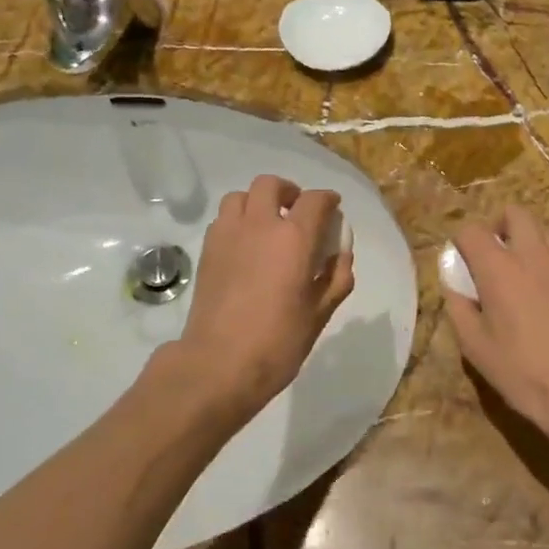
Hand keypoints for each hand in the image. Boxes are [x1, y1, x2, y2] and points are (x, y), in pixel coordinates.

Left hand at [177, 175, 355, 418]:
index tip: (333, 209)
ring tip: (266, 225)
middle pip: (271, 185)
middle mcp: (259, 225)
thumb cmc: (277, 342)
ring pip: (240, 196)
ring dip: (257, 203)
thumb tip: (341, 255)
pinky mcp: (207, 250)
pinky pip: (223, 219)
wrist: (218, 364)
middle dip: (289, 192)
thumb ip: (336, 278)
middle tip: (297, 212)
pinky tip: (245, 246)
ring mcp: (228, 234)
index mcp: (294, 238)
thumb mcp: (319, 314)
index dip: (328, 200)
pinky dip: (237, 221)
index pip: (315, 200)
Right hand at [443, 207, 548, 453]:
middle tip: (491, 258)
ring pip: (542, 230)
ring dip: (525, 241)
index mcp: (500, 267)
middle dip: (498, 226)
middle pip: (515, 213)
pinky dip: (546, 261)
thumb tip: (456, 288)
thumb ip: (460, 309)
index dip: (461, 243)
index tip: (460, 266)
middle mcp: (534, 254)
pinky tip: (544, 296)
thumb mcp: (477, 348)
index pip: (472, 230)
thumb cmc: (526, 372)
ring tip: (517, 275)